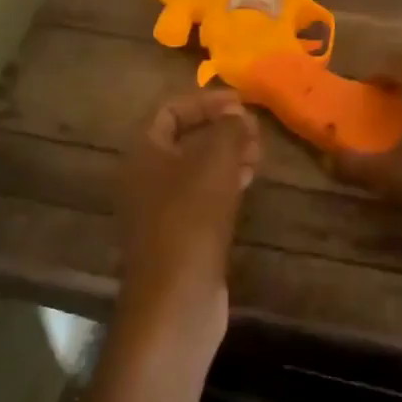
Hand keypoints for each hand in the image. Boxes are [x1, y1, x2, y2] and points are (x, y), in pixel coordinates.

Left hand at [115, 90, 260, 359]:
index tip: (242, 102)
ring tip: (258, 154)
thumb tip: (239, 114)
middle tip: (255, 131)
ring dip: (226, 156)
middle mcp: (144, 177)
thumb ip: (229, 130)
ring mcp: (159, 209)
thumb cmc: (191, 220)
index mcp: (143, 153)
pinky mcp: (177, 235)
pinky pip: (200, 196)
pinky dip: (224, 184)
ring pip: (194, 169)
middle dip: (220, 129)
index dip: (206, 101)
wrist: (175, 300)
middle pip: (183, 139)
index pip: (170, 110)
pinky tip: (248, 184)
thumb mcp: (215, 164)